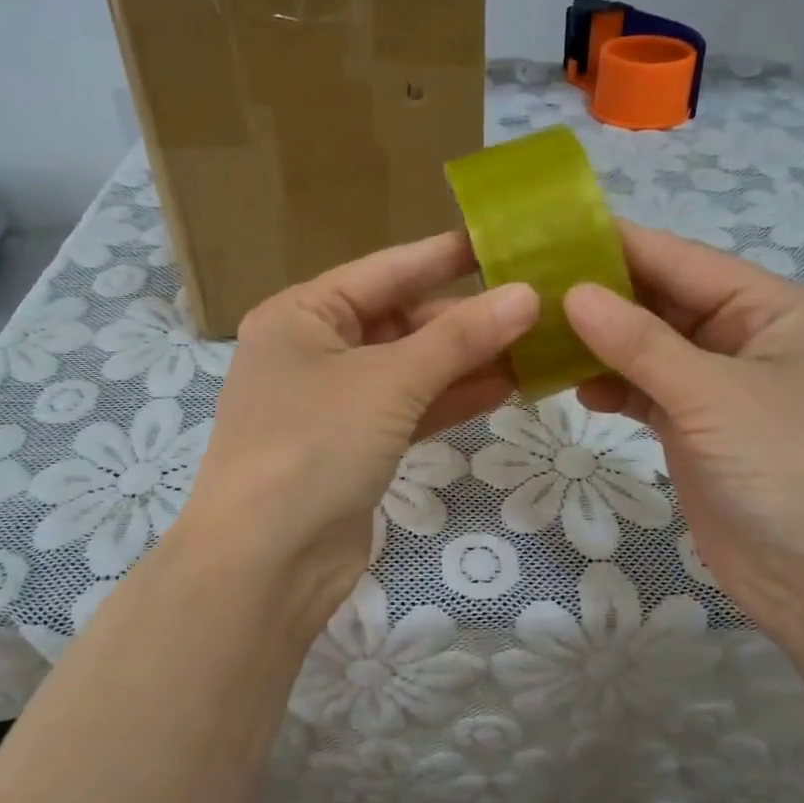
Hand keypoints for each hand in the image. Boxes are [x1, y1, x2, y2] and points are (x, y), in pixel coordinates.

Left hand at [181, 232, 538, 627]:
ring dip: (467, 361)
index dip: (447, 255)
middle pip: (401, 321)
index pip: (387, 270)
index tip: (506, 239)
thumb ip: (459, 339)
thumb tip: (527, 296)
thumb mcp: (389, 381)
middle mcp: (313, 351)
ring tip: (536, 344)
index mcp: (303, 314)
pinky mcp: (353, 448)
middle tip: (538, 303)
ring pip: (411, 369)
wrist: (265, 563)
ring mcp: (333, 404)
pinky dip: (451, 400)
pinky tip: (507, 387)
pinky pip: (409, 410)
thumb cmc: (314, 446)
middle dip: (466, 317)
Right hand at [564, 222, 803, 653]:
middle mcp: (750, 341)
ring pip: (652, 352)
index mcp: (773, 309)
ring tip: (537, 336)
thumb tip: (572, 293)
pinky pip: (650, 396)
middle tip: (527, 288)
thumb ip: (639, 342)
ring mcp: (724, 392)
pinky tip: (575, 387)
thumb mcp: (712, 393)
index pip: (683, 261)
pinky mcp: (703, 436)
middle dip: (602, 298)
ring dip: (601, 346)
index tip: (548, 234)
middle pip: (665, 304)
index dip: (618, 245)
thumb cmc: (790, 466)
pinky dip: (615, 389)